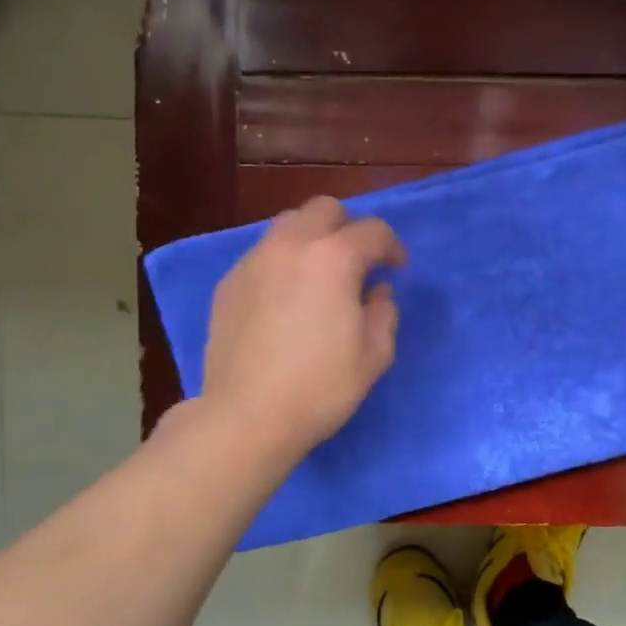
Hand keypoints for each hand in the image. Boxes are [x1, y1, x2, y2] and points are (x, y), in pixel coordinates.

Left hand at [199, 196, 405, 460]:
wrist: (247, 416)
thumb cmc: (320, 387)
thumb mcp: (374, 355)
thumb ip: (384, 312)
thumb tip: (377, 291)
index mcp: (334, 258)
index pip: (373, 231)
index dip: (392, 247)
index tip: (397, 269)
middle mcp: (291, 245)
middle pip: (324, 209)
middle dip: (348, 228)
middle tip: (357, 263)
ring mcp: (253, 261)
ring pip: (288, 226)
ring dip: (312, 240)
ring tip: (318, 276)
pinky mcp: (228, 283)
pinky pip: (262, 255)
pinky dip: (282, 264)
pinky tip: (284, 300)